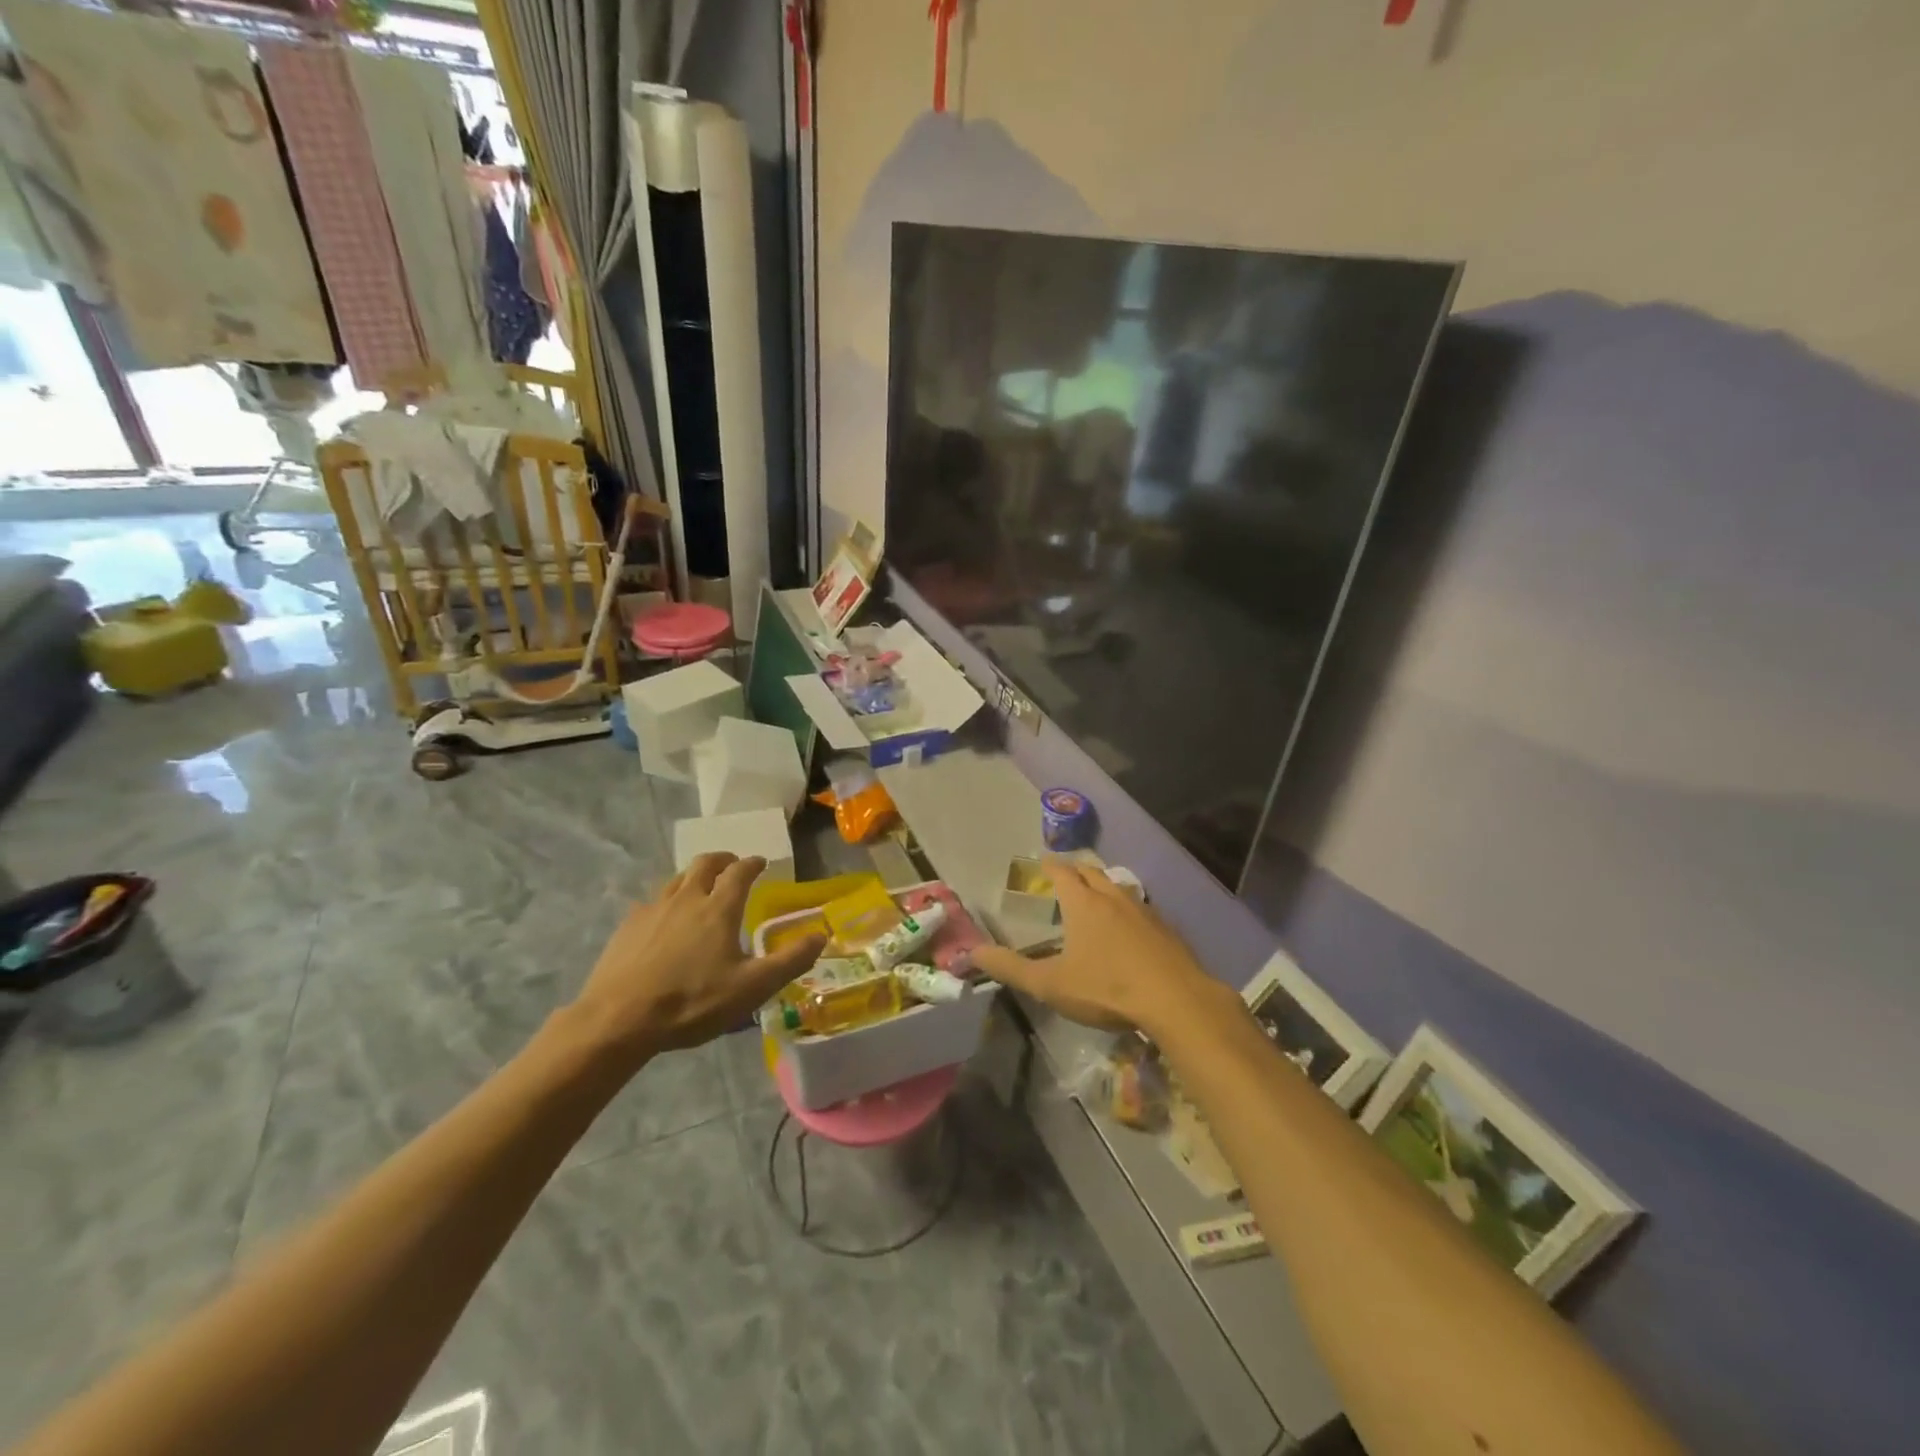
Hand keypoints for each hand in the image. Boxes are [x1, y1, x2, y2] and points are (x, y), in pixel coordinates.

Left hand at [568, 853, 824, 1062]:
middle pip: (705, 863)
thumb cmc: (692, 1002)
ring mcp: (653, 909)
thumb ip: (790, 960)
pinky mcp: (627, 926)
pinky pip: (653, 901)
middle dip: (723, 860)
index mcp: (719, 908)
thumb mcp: (752, 988)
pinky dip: (668, 900)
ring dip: (694, 876)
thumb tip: (821, 935)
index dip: (753, 864)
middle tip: (732, 866)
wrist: (617, 1020)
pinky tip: (666, 921)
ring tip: (701, 889)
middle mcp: (687, 898)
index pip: (740, 871)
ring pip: (677, 879)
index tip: (760, 863)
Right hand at [971, 858, 1221, 1035]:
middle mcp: (1113, 898)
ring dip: (1104, 886)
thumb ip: (1010, 968)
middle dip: (1077, 870)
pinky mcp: (1167, 930)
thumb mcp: (1050, 984)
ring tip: (1096, 896)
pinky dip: (1127, 909)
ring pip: (1119, 888)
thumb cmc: (1107, 988)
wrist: (1176, 1000)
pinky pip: (1141, 908)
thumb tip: (972, 952)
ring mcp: (1144, 911)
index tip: (1042, 861)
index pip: (1063, 873)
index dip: (1050, 866)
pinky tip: (1129, 928)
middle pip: (1093, 873)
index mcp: (1083, 904)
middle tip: (1066, 874)